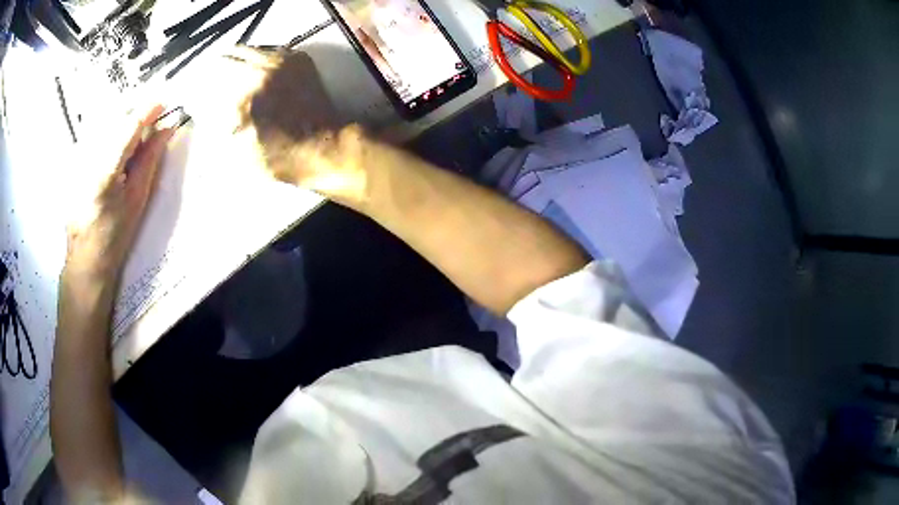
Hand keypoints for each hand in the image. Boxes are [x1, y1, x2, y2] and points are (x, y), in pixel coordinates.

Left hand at [65, 105, 174, 282]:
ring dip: (122, 119)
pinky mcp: (74, 162)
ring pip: (103, 121)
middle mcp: (89, 158)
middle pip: (114, 116)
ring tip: (134, 133)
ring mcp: (78, 159)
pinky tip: (117, 144)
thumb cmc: (114, 235)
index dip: (147, 110)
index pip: (129, 126)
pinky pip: (94, 133)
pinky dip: (110, 130)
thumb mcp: (137, 199)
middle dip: (134, 110)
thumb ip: (150, 159)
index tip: (163, 102)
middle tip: (150, 118)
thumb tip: (166, 129)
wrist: (86, 259)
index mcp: (106, 171)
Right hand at [186, 47, 370, 204]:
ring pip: (245, 49)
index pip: (206, 81)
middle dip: (209, 67)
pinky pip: (266, 49)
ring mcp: (281, 60)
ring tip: (223, 72)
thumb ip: (216, 126)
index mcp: (241, 99)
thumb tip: (200, 107)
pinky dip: (252, 58)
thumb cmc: (279, 158)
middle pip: (223, 57)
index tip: (188, 91)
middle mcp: (260, 71)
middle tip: (204, 79)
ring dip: (230, 59)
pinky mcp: (297, 57)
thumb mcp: (238, 152)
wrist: (325, 145)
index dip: (193, 85)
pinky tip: (250, 71)